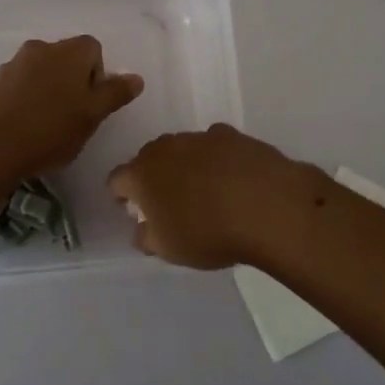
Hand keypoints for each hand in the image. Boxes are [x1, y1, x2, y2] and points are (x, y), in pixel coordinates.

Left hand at [0, 36, 142, 182]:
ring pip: (41, 72)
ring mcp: (14, 63)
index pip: (94, 49)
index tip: (91, 104)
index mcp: (70, 51)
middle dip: (73, 83)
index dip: (97, 75)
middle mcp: (41, 48)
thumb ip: (114, 94)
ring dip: (48, 90)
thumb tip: (136, 78)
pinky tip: (24, 127)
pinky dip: (26, 99)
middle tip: (72, 117)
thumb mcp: (92, 116)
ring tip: (46, 126)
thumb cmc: (50, 130)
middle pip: (66, 59)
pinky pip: (19, 85)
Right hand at [107, 124, 316, 269]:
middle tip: (168, 201)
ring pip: (182, 149)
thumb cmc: (207, 233)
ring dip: (185, 165)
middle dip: (153, 176)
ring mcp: (201, 137)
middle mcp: (166, 148)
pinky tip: (232, 179)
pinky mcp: (233, 135)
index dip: (121, 194)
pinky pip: (215, 146)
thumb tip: (141, 228)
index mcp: (142, 174)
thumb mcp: (169, 249)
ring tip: (204, 191)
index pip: (117, 179)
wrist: (267, 206)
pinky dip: (217, 159)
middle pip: (149, 158)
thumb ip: (147, 237)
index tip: (132, 208)